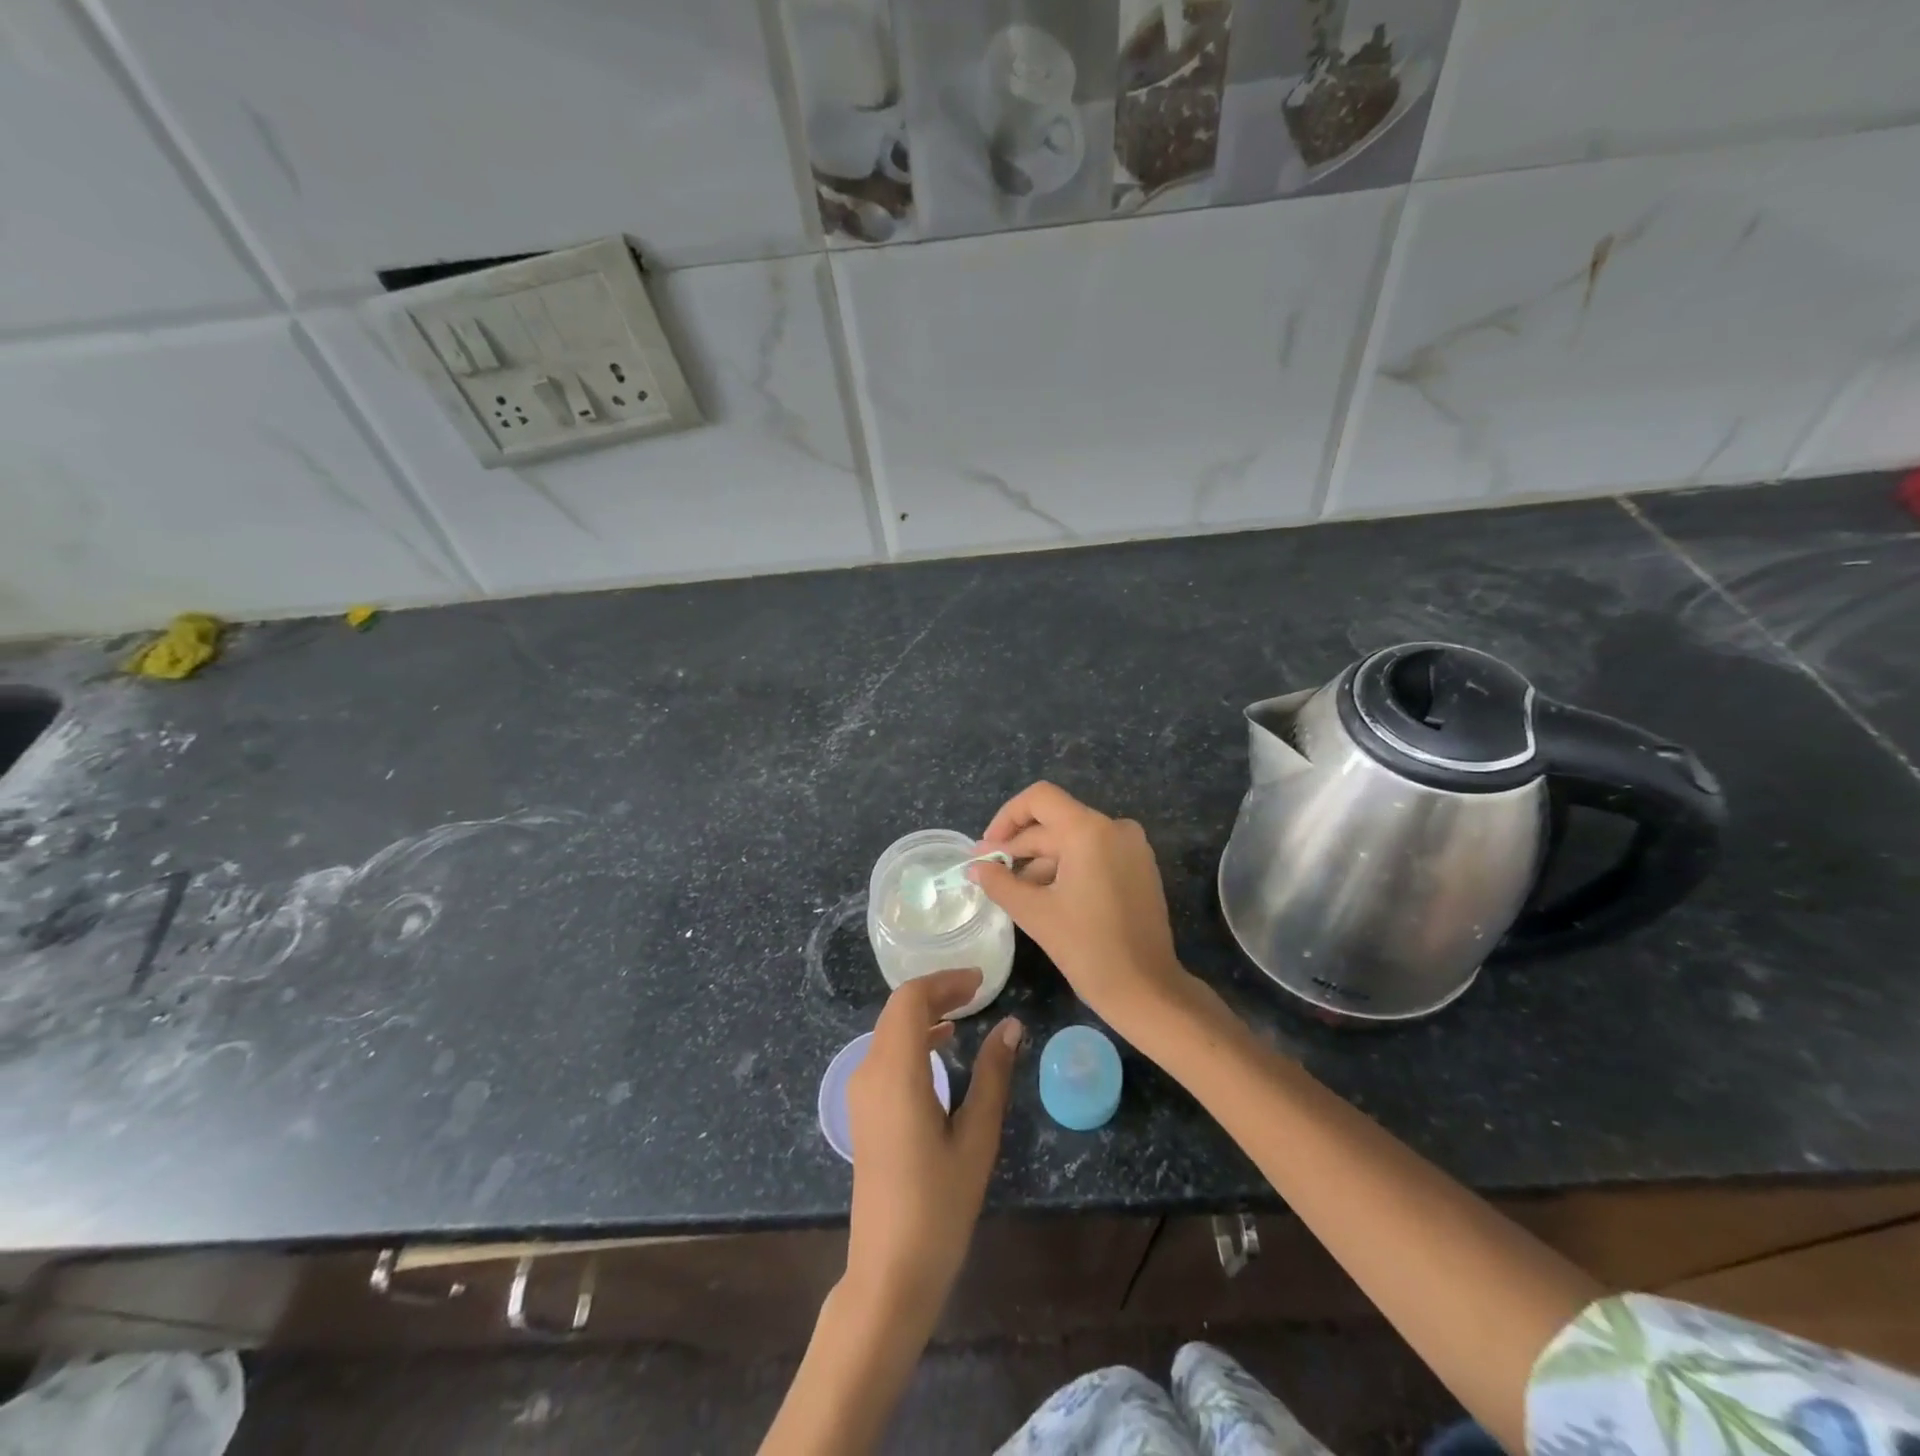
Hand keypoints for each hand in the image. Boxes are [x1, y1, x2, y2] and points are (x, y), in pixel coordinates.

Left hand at [844, 969, 1023, 1325]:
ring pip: (890, 1030)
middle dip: (937, 992)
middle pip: (897, 1010)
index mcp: (895, 1072)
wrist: (890, 1271)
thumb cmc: (939, 1205)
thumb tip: (1011, 1025)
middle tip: (978, 992)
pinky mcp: (864, 1110)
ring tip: (965, 1013)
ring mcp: (861, 1092)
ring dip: (924, 1013)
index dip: (945, 981)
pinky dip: (913, 1037)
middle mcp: (869, 1072)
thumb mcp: (976, 1138)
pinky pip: (886, 1053)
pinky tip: (941, 1047)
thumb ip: (992, 1075)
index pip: (910, 1000)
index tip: (981, 981)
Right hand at [972, 782, 1196, 1038]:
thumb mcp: (1035, 913)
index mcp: (1089, 831)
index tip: (988, 849)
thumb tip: (975, 868)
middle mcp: (1114, 828)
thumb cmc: (1087, 948)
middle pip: (1055, 823)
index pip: (1039, 799)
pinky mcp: (1139, 868)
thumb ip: (1000, 883)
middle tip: (989, 873)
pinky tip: (1045, 896)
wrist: (1147, 990)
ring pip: (1073, 841)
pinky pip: (1094, 854)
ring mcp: (1131, 847)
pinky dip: (1066, 868)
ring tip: (1014, 891)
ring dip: (1040, 861)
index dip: (1007, 817)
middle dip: (1019, 846)